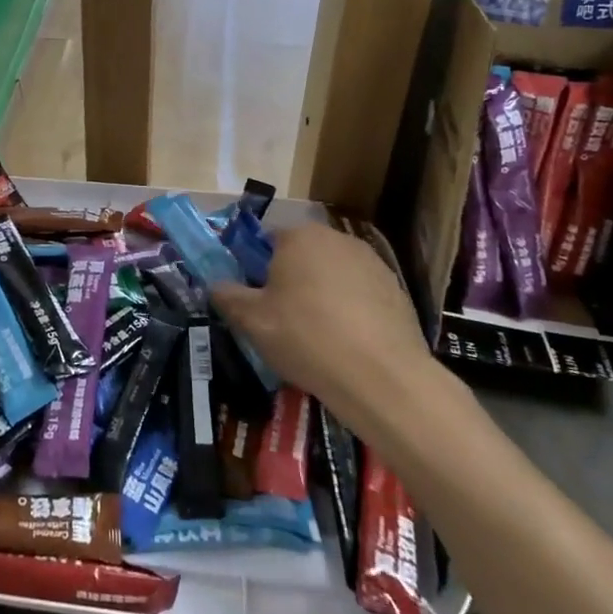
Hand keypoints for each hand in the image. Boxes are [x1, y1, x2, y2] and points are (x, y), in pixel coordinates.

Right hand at [211, 223, 443, 428]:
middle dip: (291, 279)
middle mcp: (336, 238)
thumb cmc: (306, 338)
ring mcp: (371, 261)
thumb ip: (227, 296)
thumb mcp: (251, 321)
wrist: (381, 377)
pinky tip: (349, 342)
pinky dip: (351, 309)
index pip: (267, 239)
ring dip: (322, 292)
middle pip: (302, 253)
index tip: (256, 299)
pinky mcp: (396, 288)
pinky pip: (361, 293)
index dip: (256, 268)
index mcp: (298, 236)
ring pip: (333, 273)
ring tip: (318, 334)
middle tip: (282, 318)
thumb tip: (215, 284)